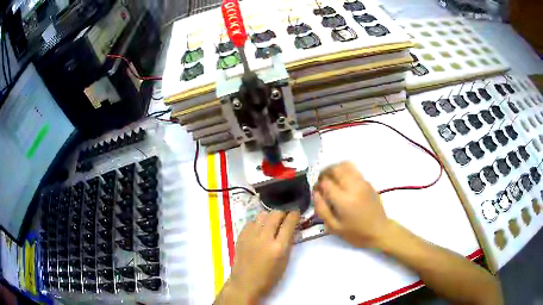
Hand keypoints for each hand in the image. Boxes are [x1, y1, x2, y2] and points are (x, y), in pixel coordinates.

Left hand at [216, 210, 300, 303]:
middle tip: (285, 217)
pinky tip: (260, 229)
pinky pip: (252, 221)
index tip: (296, 212)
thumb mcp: (284, 261)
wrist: (245, 283)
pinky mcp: (241, 236)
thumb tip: (290, 228)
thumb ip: (288, 243)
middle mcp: (264, 238)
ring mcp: (251, 235)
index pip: (289, 223)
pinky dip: (258, 222)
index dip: (294, 214)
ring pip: (262, 215)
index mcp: (278, 247)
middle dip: (283, 213)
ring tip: (272, 223)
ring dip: (270, 216)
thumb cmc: (269, 277)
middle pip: (275, 214)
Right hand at [313, 161, 389, 247]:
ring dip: (335, 169)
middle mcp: (354, 187)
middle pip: (335, 169)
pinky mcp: (368, 182)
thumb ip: (322, 210)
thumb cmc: (356, 233)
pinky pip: (354, 170)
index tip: (316, 191)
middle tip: (322, 183)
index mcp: (344, 200)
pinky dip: (345, 171)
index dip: (318, 185)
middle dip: (325, 173)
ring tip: (331, 179)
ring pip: (345, 165)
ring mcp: (362, 182)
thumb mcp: (335, 228)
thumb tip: (316, 193)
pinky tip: (343, 181)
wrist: (380, 231)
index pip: (326, 182)